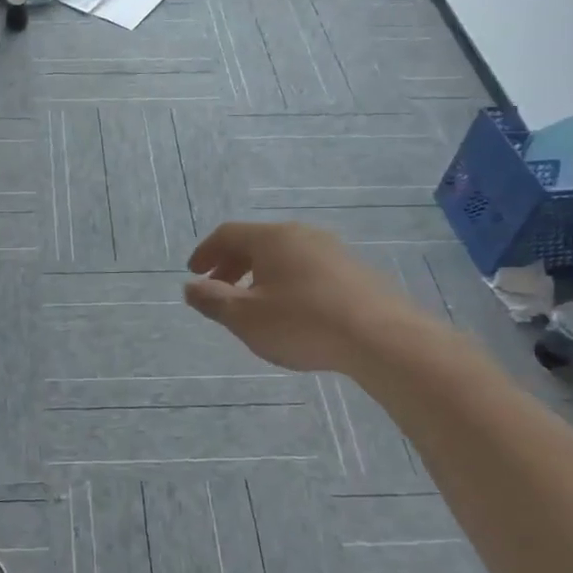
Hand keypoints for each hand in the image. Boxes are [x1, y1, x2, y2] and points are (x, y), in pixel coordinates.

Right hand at [184, 221, 430, 374]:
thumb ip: (213, 300)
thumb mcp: (245, 317)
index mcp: (272, 238)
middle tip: (218, 289)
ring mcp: (333, 251)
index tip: (193, 273)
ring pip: (284, 256)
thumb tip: (190, 286)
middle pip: (256, 242)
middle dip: (231, 265)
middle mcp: (302, 234)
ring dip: (260, 275)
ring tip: (254, 303)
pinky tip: (293, 311)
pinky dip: (288, 283)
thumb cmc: (303, 323)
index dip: (205, 252)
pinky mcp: (355, 271)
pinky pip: (308, 269)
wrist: (382, 338)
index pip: (227, 234)